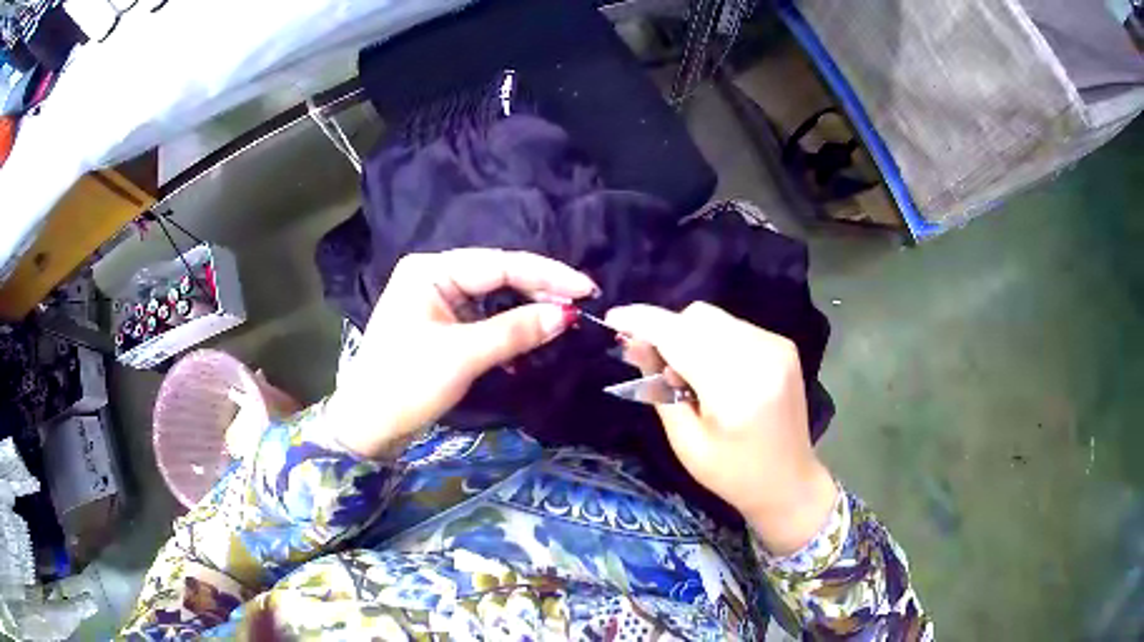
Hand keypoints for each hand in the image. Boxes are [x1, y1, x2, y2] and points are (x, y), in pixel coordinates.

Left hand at [328, 249, 596, 458]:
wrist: (368, 425)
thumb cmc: (406, 384)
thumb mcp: (462, 356)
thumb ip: (515, 331)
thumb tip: (566, 315)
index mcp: (430, 270)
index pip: (499, 263)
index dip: (546, 274)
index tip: (586, 289)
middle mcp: (434, 276)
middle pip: (498, 276)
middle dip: (539, 291)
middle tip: (581, 305)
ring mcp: (437, 300)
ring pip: (494, 297)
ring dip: (526, 311)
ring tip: (564, 320)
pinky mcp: (441, 324)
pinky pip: (484, 318)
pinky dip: (508, 329)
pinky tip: (531, 340)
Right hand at [606, 302, 837, 554]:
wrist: (789, 482)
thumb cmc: (732, 474)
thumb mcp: (685, 442)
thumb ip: (659, 388)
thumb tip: (634, 344)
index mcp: (735, 388)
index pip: (679, 337)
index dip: (642, 322)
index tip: (613, 318)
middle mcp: (760, 355)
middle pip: (697, 317)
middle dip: (668, 332)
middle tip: (658, 369)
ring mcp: (776, 346)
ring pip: (714, 318)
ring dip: (690, 336)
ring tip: (690, 376)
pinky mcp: (783, 345)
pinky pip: (733, 327)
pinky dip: (713, 340)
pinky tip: (715, 372)